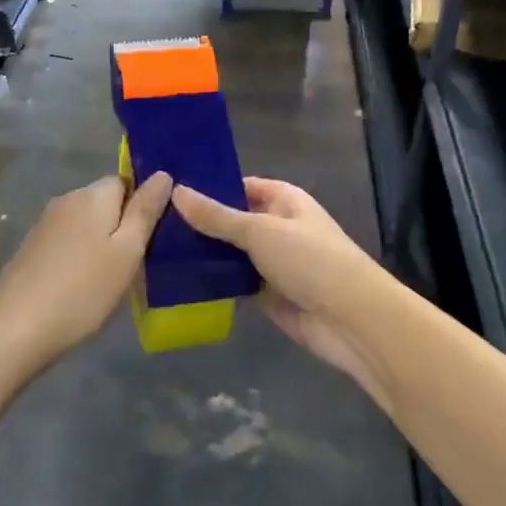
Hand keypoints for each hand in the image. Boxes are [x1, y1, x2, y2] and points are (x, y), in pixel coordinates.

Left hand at [0, 173, 173, 362]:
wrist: (18, 328)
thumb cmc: (84, 289)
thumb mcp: (127, 251)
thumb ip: (145, 211)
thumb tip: (163, 174)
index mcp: (93, 194)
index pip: (126, 181)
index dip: (142, 206)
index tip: (151, 238)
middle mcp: (67, 199)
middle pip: (105, 201)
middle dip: (121, 225)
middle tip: (135, 263)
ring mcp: (45, 223)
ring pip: (86, 222)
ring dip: (100, 241)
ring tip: (111, 277)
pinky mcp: (32, 246)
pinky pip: (67, 240)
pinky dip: (79, 254)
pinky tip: (82, 283)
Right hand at [172, 178, 394, 406]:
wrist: (351, 320)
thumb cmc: (310, 260)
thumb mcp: (260, 231)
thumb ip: (217, 217)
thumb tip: (176, 191)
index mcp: (284, 200)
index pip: (240, 185)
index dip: (209, 186)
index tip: (169, 188)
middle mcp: (278, 227)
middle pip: (232, 220)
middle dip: (200, 223)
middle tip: (153, 220)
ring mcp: (273, 262)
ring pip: (231, 253)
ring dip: (204, 254)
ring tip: (156, 248)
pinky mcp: (268, 295)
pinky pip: (235, 283)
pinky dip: (213, 282)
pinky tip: (178, 280)